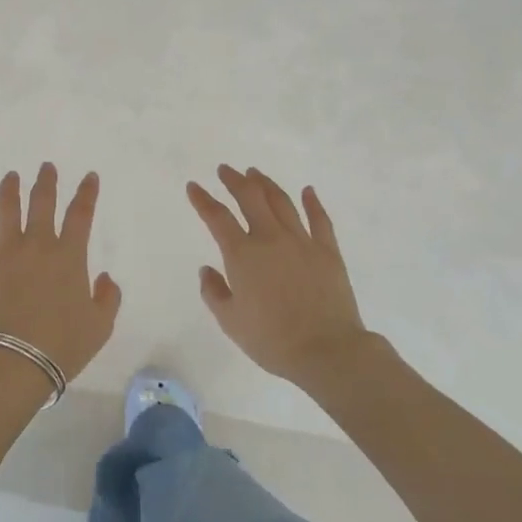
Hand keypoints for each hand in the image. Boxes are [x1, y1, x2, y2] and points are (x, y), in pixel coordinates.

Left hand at [0, 164, 121, 382]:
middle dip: (46, 181)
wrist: (14, 362)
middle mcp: (37, 244)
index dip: (87, 192)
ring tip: (11, 176)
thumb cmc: (61, 346)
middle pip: (42, 202)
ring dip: (10, 188)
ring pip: (7, 208)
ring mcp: (4, 250)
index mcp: (68, 256)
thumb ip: (108, 298)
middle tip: (46, 167)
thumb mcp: (100, 327)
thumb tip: (104, 277)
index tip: (89, 176)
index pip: (80, 214)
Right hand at [188, 165, 382, 388]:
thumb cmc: (273, 340)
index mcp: (243, 254)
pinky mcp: (327, 251)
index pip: (217, 217)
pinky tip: (308, 191)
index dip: (203, 199)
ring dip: (266, 184)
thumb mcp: (231, 322)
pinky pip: (320, 219)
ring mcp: (302, 241)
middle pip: (250, 197)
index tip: (193, 186)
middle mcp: (270, 238)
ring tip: (255, 173)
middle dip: (234, 180)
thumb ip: (214, 292)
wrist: (327, 351)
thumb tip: (207, 270)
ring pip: (281, 201)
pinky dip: (312, 202)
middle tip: (225, 170)